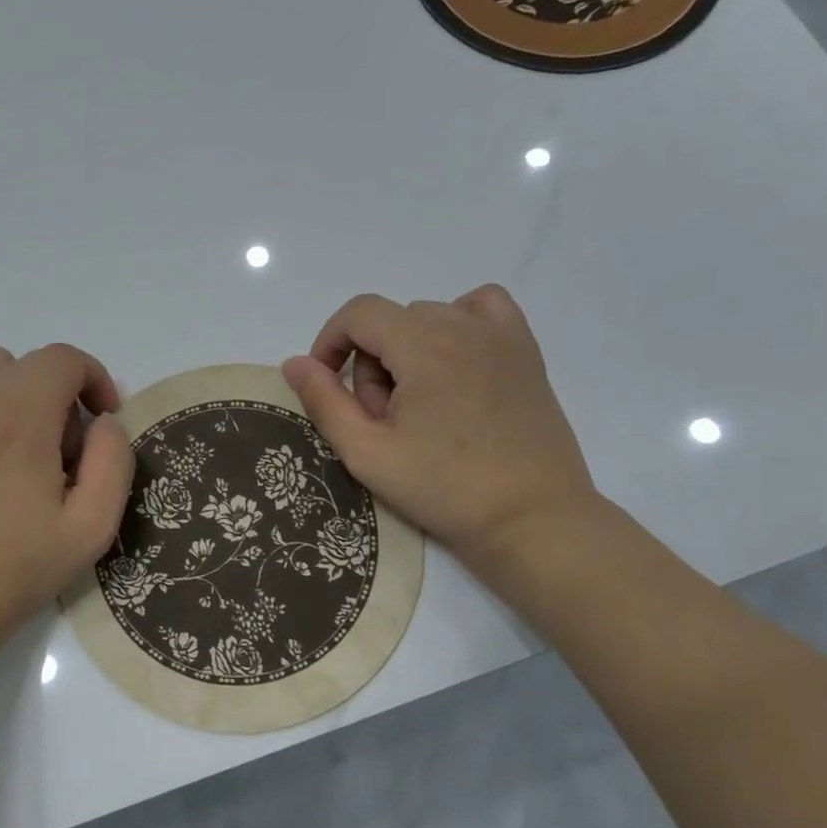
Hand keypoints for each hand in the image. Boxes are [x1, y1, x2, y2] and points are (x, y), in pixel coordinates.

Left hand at [0, 343, 133, 663]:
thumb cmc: (22, 564)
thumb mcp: (93, 525)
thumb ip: (114, 461)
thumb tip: (104, 423)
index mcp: (23, 419)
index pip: (64, 359)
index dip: (94, 378)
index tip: (104, 419)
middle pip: (32, 363)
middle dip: (63, 394)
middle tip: (68, 451)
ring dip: (22, 391)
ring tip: (28, 442)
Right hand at [281, 287, 595, 570]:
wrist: (531, 519)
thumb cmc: (444, 488)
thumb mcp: (367, 453)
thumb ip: (325, 402)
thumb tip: (295, 363)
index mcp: (423, 345)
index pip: (358, 313)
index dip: (330, 342)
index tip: (327, 385)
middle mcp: (463, 325)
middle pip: (392, 322)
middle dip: (371, 364)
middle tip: (382, 421)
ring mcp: (501, 336)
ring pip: (431, 318)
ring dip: (409, 351)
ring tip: (419, 406)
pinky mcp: (526, 352)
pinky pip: (483, 309)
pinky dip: (457, 324)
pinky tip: (455, 364)